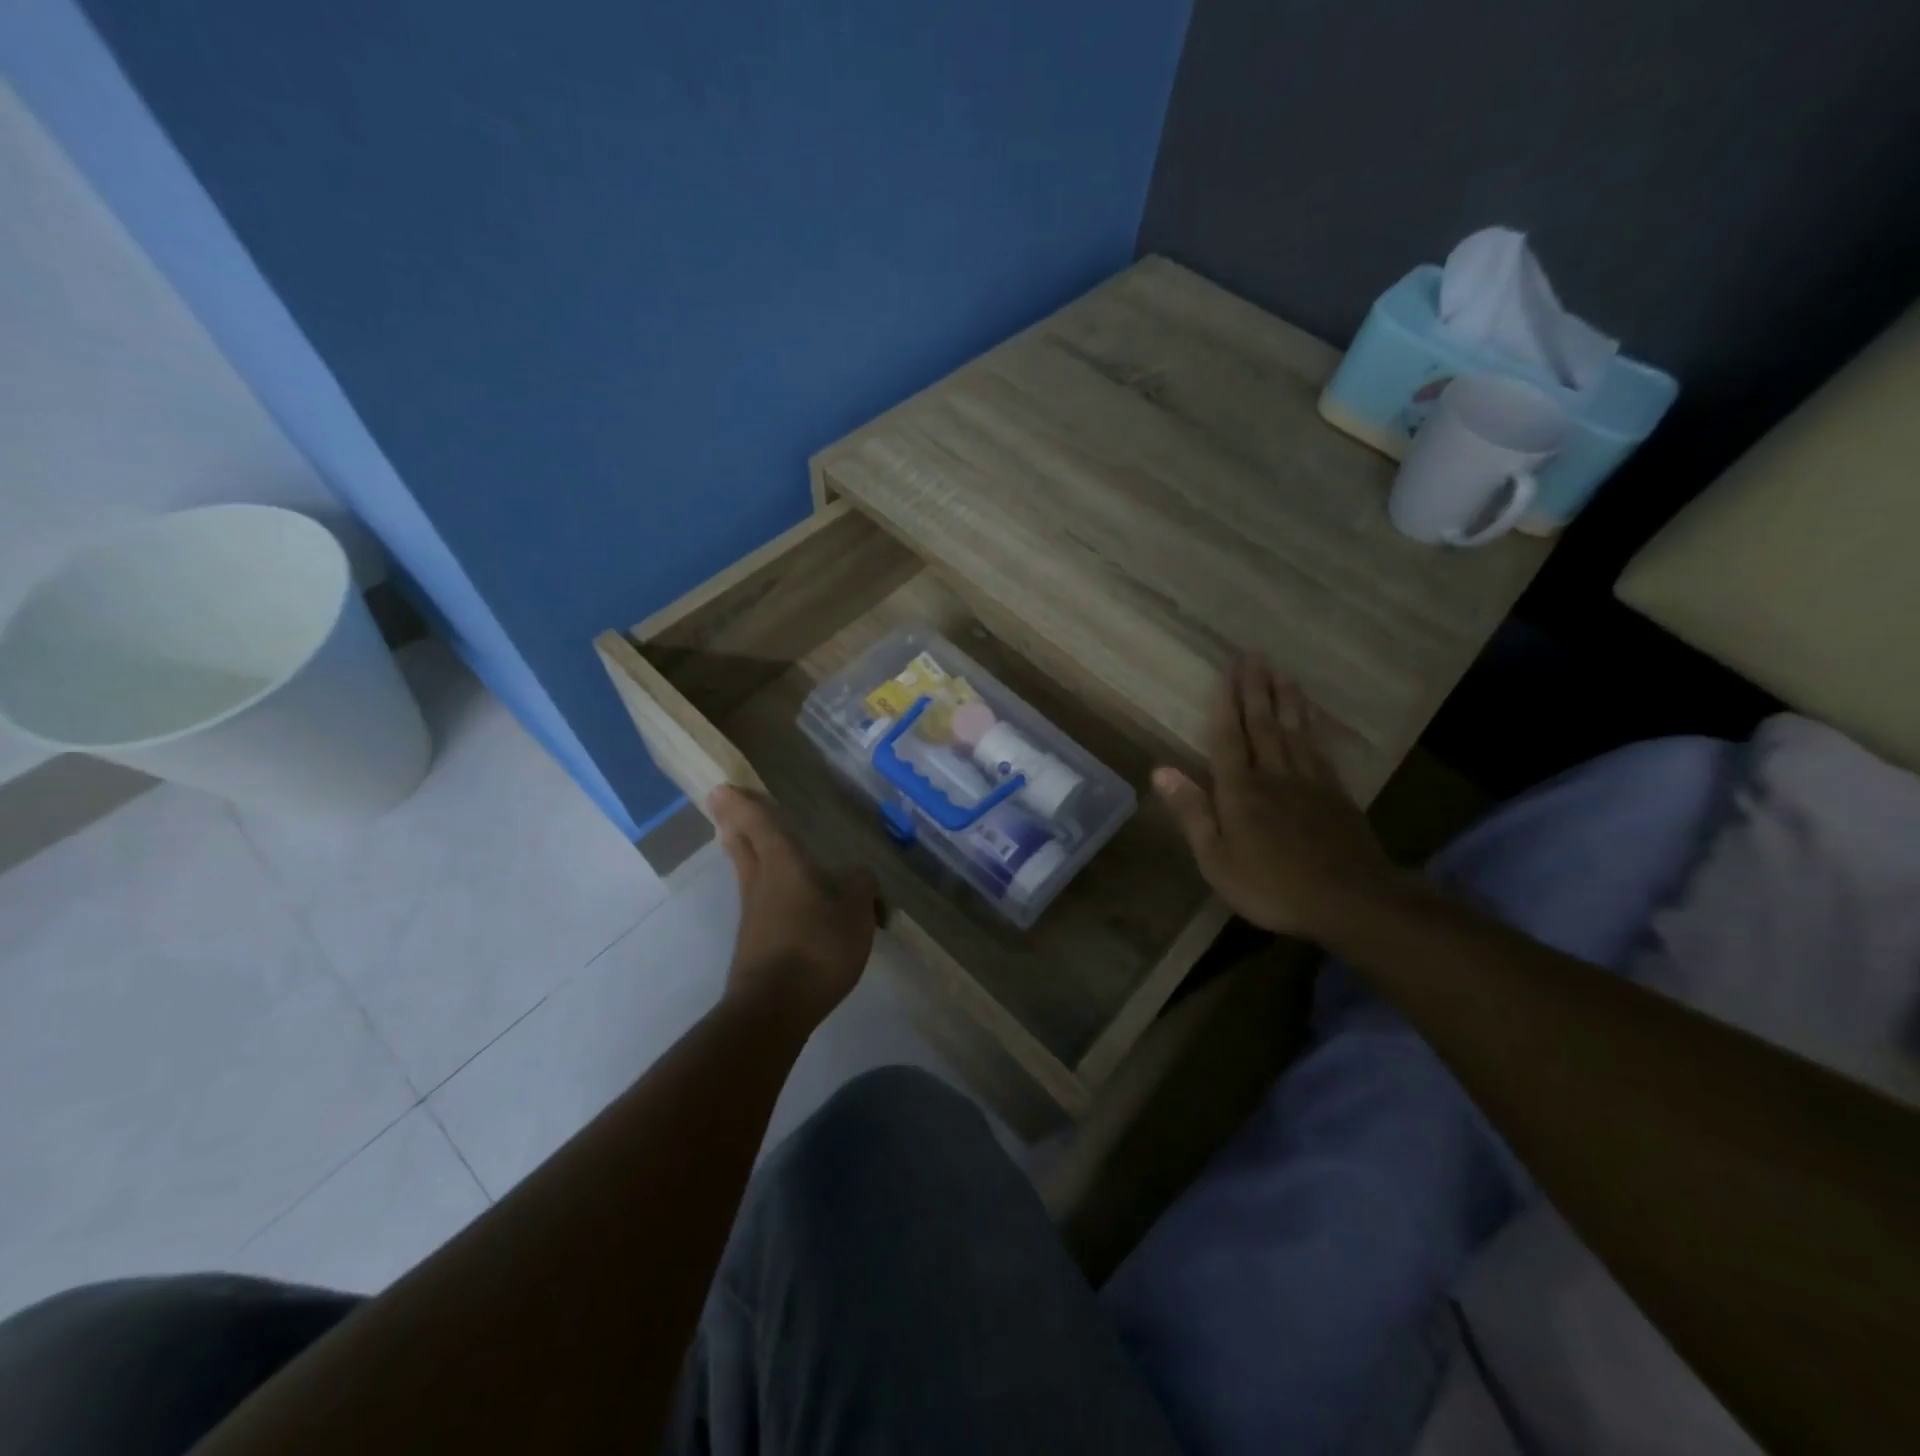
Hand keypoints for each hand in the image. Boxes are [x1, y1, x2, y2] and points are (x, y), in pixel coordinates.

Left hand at [709, 786, 880, 1028]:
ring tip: (754, 843)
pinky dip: (768, 889)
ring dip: (746, 853)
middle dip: (733, 823)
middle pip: (742, 844)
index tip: (722, 787)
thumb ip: (859, 885)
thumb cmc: (817, 945)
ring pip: (748, 872)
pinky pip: (762, 902)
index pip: (759, 822)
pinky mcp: (756, 942)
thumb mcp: (855, 909)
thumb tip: (857, 876)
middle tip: (724, 805)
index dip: (743, 802)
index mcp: (783, 863)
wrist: (775, 1007)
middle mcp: (761, 881)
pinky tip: (789, 899)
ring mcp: (754, 914)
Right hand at [1156, 656, 1405, 939]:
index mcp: (1240, 791)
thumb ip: (1192, 812)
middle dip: (1256, 690)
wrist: (1350, 901)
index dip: (1226, 705)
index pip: (1229, 738)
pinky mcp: (1336, 795)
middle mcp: (1274, 776)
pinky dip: (1312, 730)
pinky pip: (1319, 751)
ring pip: (1294, 732)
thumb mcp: (1216, 859)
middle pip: (1264, 725)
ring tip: (1283, 673)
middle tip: (1255, 656)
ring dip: (1286, 700)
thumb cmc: (1271, 885)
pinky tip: (1310, 721)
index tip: (1227, 673)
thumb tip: (1161, 770)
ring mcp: (1309, 783)